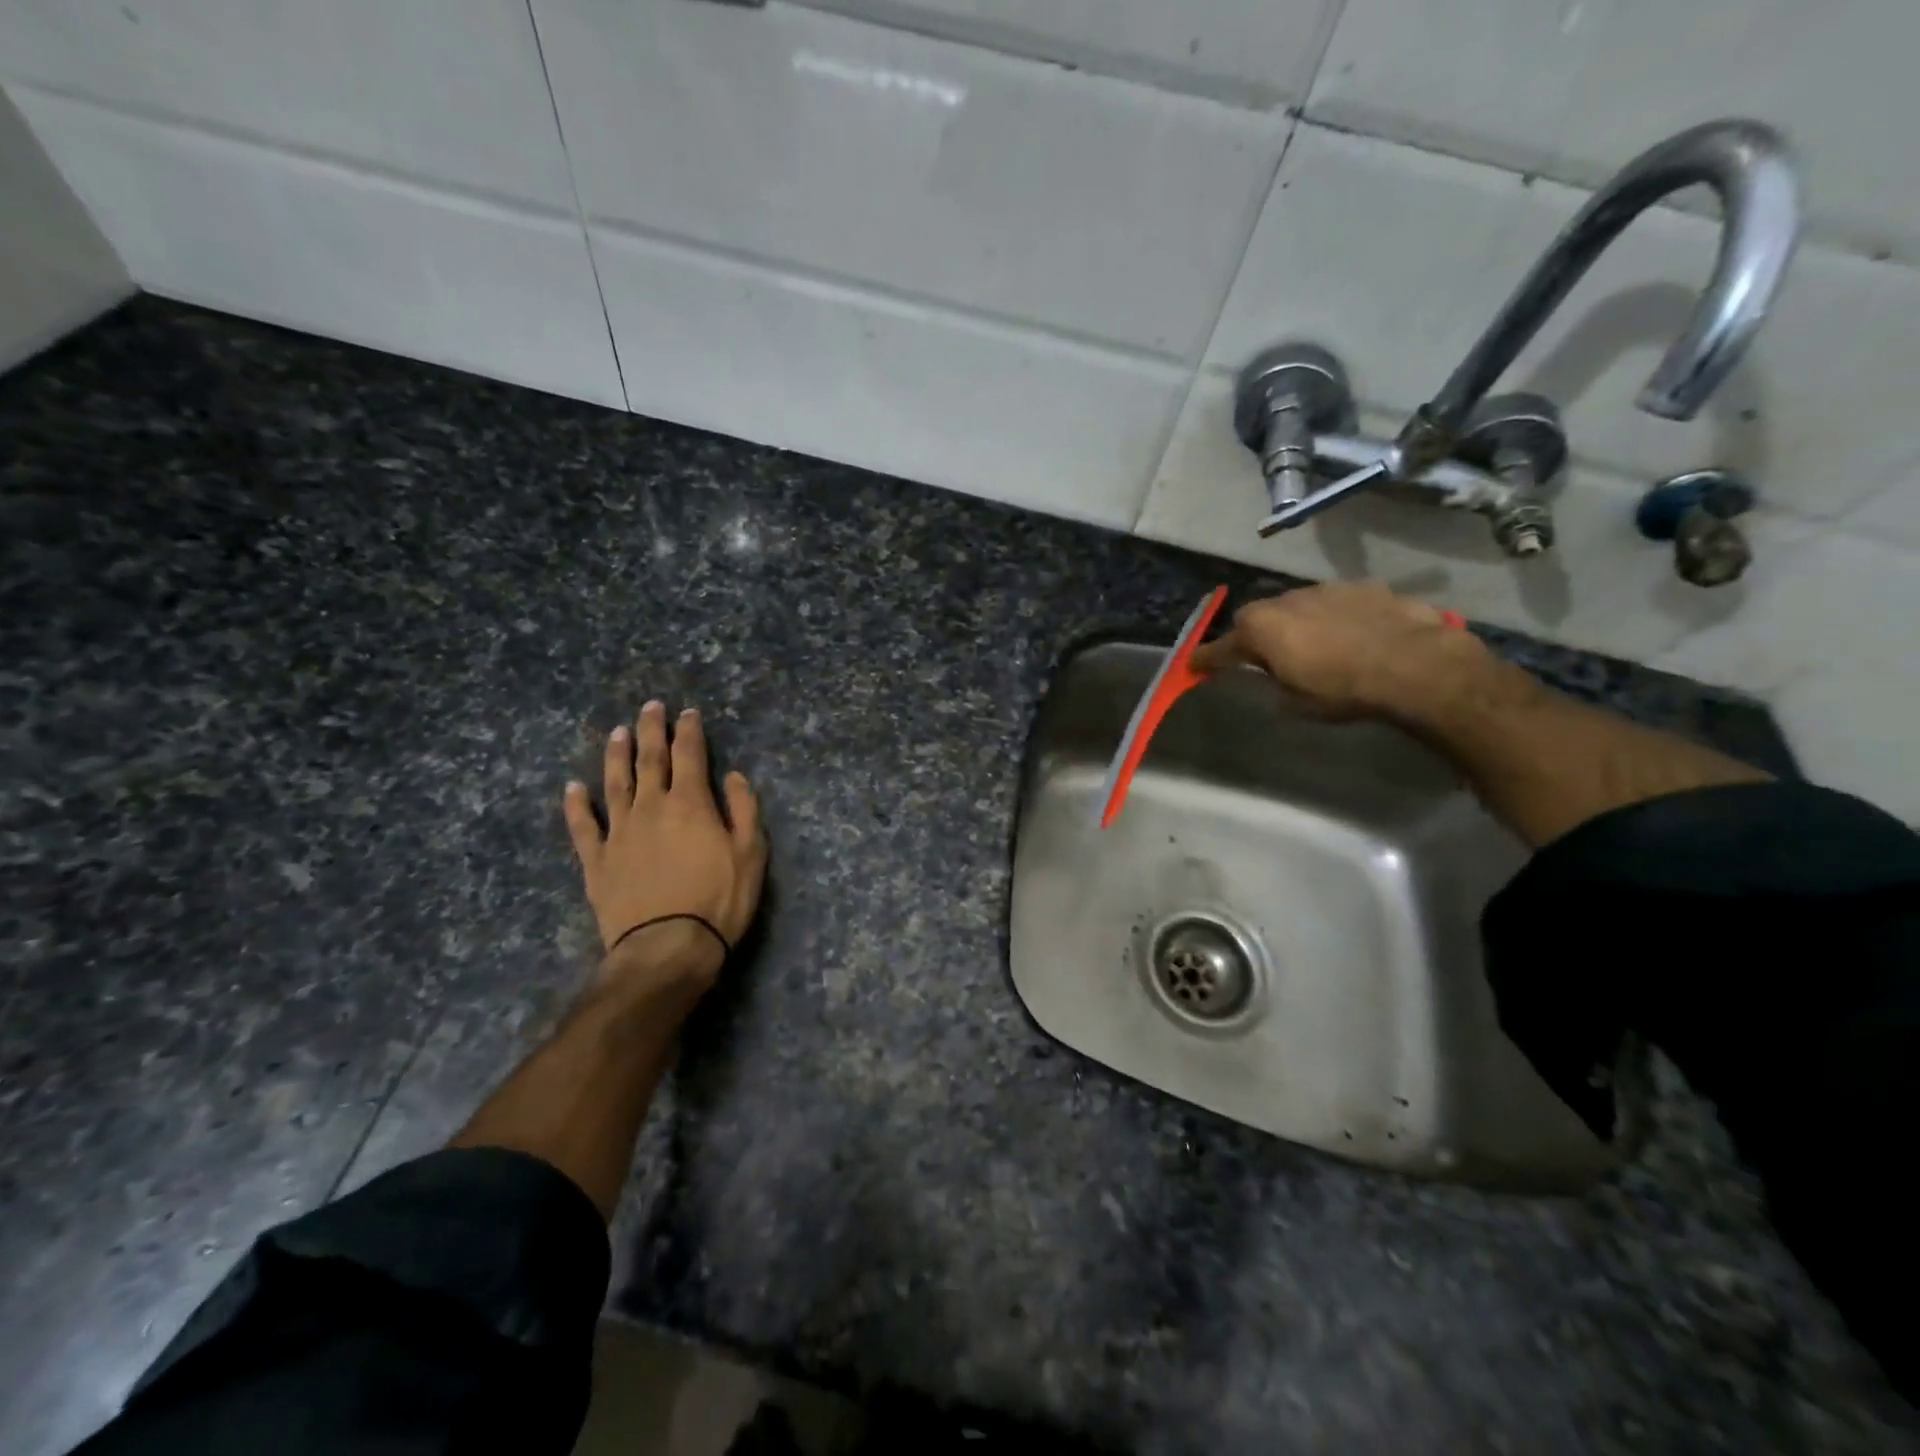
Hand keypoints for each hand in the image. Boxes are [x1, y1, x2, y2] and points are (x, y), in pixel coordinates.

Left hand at [563, 702, 766, 998]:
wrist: (667, 946)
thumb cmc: (719, 900)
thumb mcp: (751, 854)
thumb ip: (744, 810)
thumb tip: (734, 776)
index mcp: (690, 803)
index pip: (690, 755)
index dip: (689, 731)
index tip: (688, 712)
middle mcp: (651, 807)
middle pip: (650, 760)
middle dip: (651, 730)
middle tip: (650, 706)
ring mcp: (619, 833)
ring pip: (615, 784)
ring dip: (616, 756)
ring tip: (616, 732)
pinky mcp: (596, 861)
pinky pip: (582, 826)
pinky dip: (577, 805)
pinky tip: (573, 788)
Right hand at [1189, 581, 1496, 721]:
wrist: (1415, 665)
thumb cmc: (1343, 690)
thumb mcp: (1296, 702)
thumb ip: (1275, 682)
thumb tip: (1275, 674)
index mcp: (1261, 629)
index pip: (1222, 647)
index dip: (1207, 659)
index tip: (1194, 665)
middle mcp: (1287, 600)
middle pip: (1259, 617)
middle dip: (1258, 635)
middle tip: (1267, 658)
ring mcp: (1327, 588)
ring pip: (1299, 606)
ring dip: (1300, 623)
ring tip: (1318, 647)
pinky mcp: (1365, 586)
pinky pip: (1338, 604)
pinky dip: (1337, 618)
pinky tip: (1356, 638)